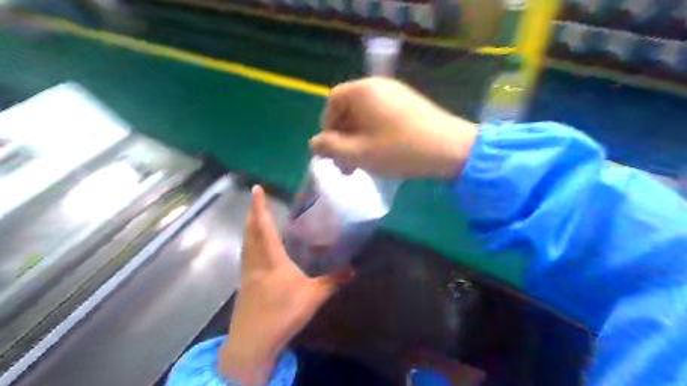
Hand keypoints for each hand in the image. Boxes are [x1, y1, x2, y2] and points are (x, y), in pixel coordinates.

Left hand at [219, 186, 338, 383]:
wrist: (252, 342)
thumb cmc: (282, 314)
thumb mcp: (313, 297)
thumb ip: (333, 281)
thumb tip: (353, 269)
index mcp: (272, 261)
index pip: (263, 228)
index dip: (259, 207)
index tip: (256, 189)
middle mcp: (256, 262)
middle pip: (249, 232)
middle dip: (251, 213)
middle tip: (255, 199)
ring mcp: (247, 274)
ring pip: (245, 244)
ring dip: (247, 228)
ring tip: (253, 217)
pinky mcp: (244, 285)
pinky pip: (245, 256)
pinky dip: (248, 244)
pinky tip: (254, 248)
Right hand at [311, 78, 479, 179]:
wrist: (450, 149)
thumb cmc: (399, 150)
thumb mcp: (358, 153)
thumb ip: (330, 147)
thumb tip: (315, 143)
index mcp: (362, 91)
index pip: (332, 102)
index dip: (327, 126)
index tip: (331, 149)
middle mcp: (378, 86)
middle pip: (349, 109)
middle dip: (342, 137)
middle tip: (345, 164)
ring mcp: (396, 94)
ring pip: (365, 116)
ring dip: (357, 139)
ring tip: (360, 164)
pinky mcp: (408, 105)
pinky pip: (381, 117)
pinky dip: (373, 134)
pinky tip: (379, 154)